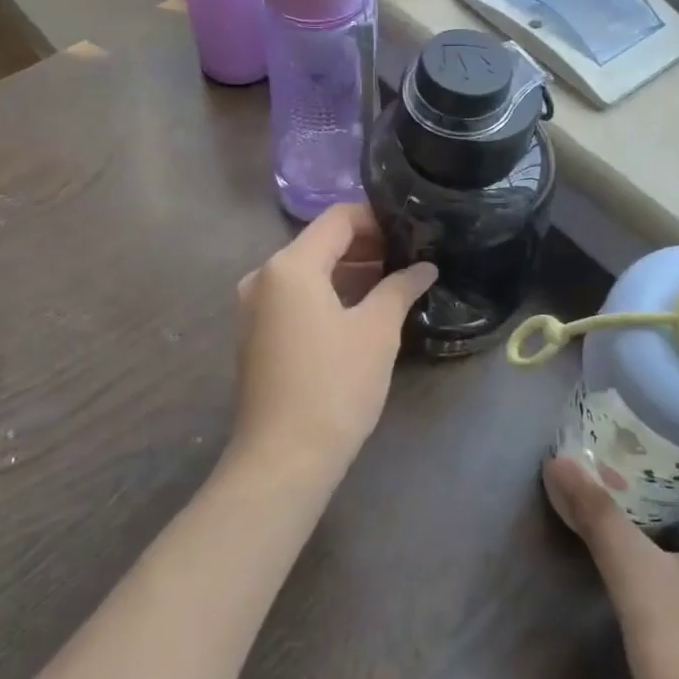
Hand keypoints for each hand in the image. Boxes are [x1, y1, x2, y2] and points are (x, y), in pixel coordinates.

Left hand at [230, 204, 436, 482]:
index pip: (338, 219)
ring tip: (392, 284)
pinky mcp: (255, 334)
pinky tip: (360, 311)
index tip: (411, 232)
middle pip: (320, 243)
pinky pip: (295, 297)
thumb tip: (424, 267)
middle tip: (408, 259)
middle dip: (365, 247)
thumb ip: (400, 288)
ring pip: (308, 272)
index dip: (377, 219)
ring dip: (348, 272)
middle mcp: (263, 276)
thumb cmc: (334, 386)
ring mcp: (254, 307)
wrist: (282, 459)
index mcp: (290, 265)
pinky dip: (327, 294)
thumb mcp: (376, 332)